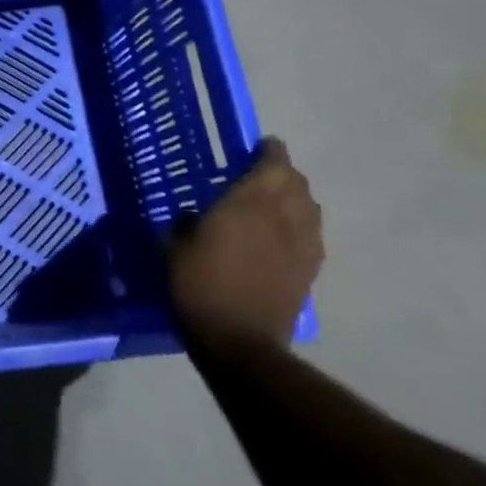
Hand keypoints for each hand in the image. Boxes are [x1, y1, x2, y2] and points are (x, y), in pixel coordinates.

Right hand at [169, 138, 322, 349]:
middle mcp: (282, 216)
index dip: (268, 151)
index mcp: (249, 203)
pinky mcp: (310, 270)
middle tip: (260, 175)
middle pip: (296, 182)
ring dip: (295, 198)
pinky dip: (301, 225)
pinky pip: (311, 234)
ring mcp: (302, 244)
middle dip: (282, 173)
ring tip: (274, 203)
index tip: (257, 146)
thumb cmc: (199, 285)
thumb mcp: (174, 247)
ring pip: (309, 207)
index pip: (272, 163)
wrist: (239, 340)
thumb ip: (185, 223)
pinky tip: (283, 235)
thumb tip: (193, 216)